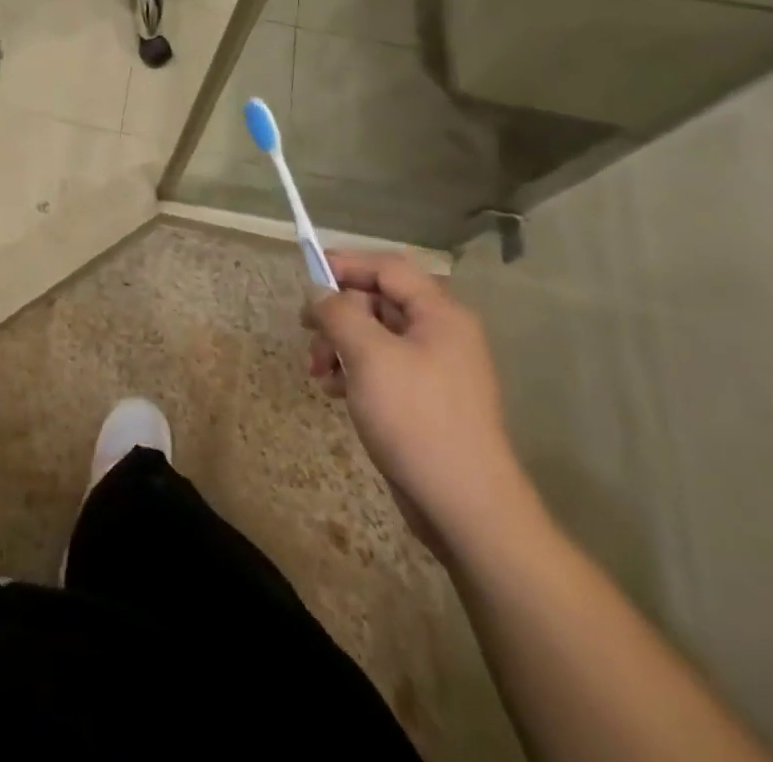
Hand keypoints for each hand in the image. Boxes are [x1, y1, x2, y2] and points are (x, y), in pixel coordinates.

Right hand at [305, 251, 535, 556]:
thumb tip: (320, 294)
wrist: (465, 508)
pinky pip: (382, 367)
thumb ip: (339, 313)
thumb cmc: (417, 419)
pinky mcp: (425, 400)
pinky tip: (335, 391)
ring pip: (375, 335)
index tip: (307, 277)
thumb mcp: (368, 356)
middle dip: (338, 315)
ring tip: (319, 372)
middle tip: (308, 334)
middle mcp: (442, 334)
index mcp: (440, 315)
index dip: (346, 264)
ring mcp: (435, 369)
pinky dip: (354, 370)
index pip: (388, 268)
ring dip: (340, 345)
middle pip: (379, 300)